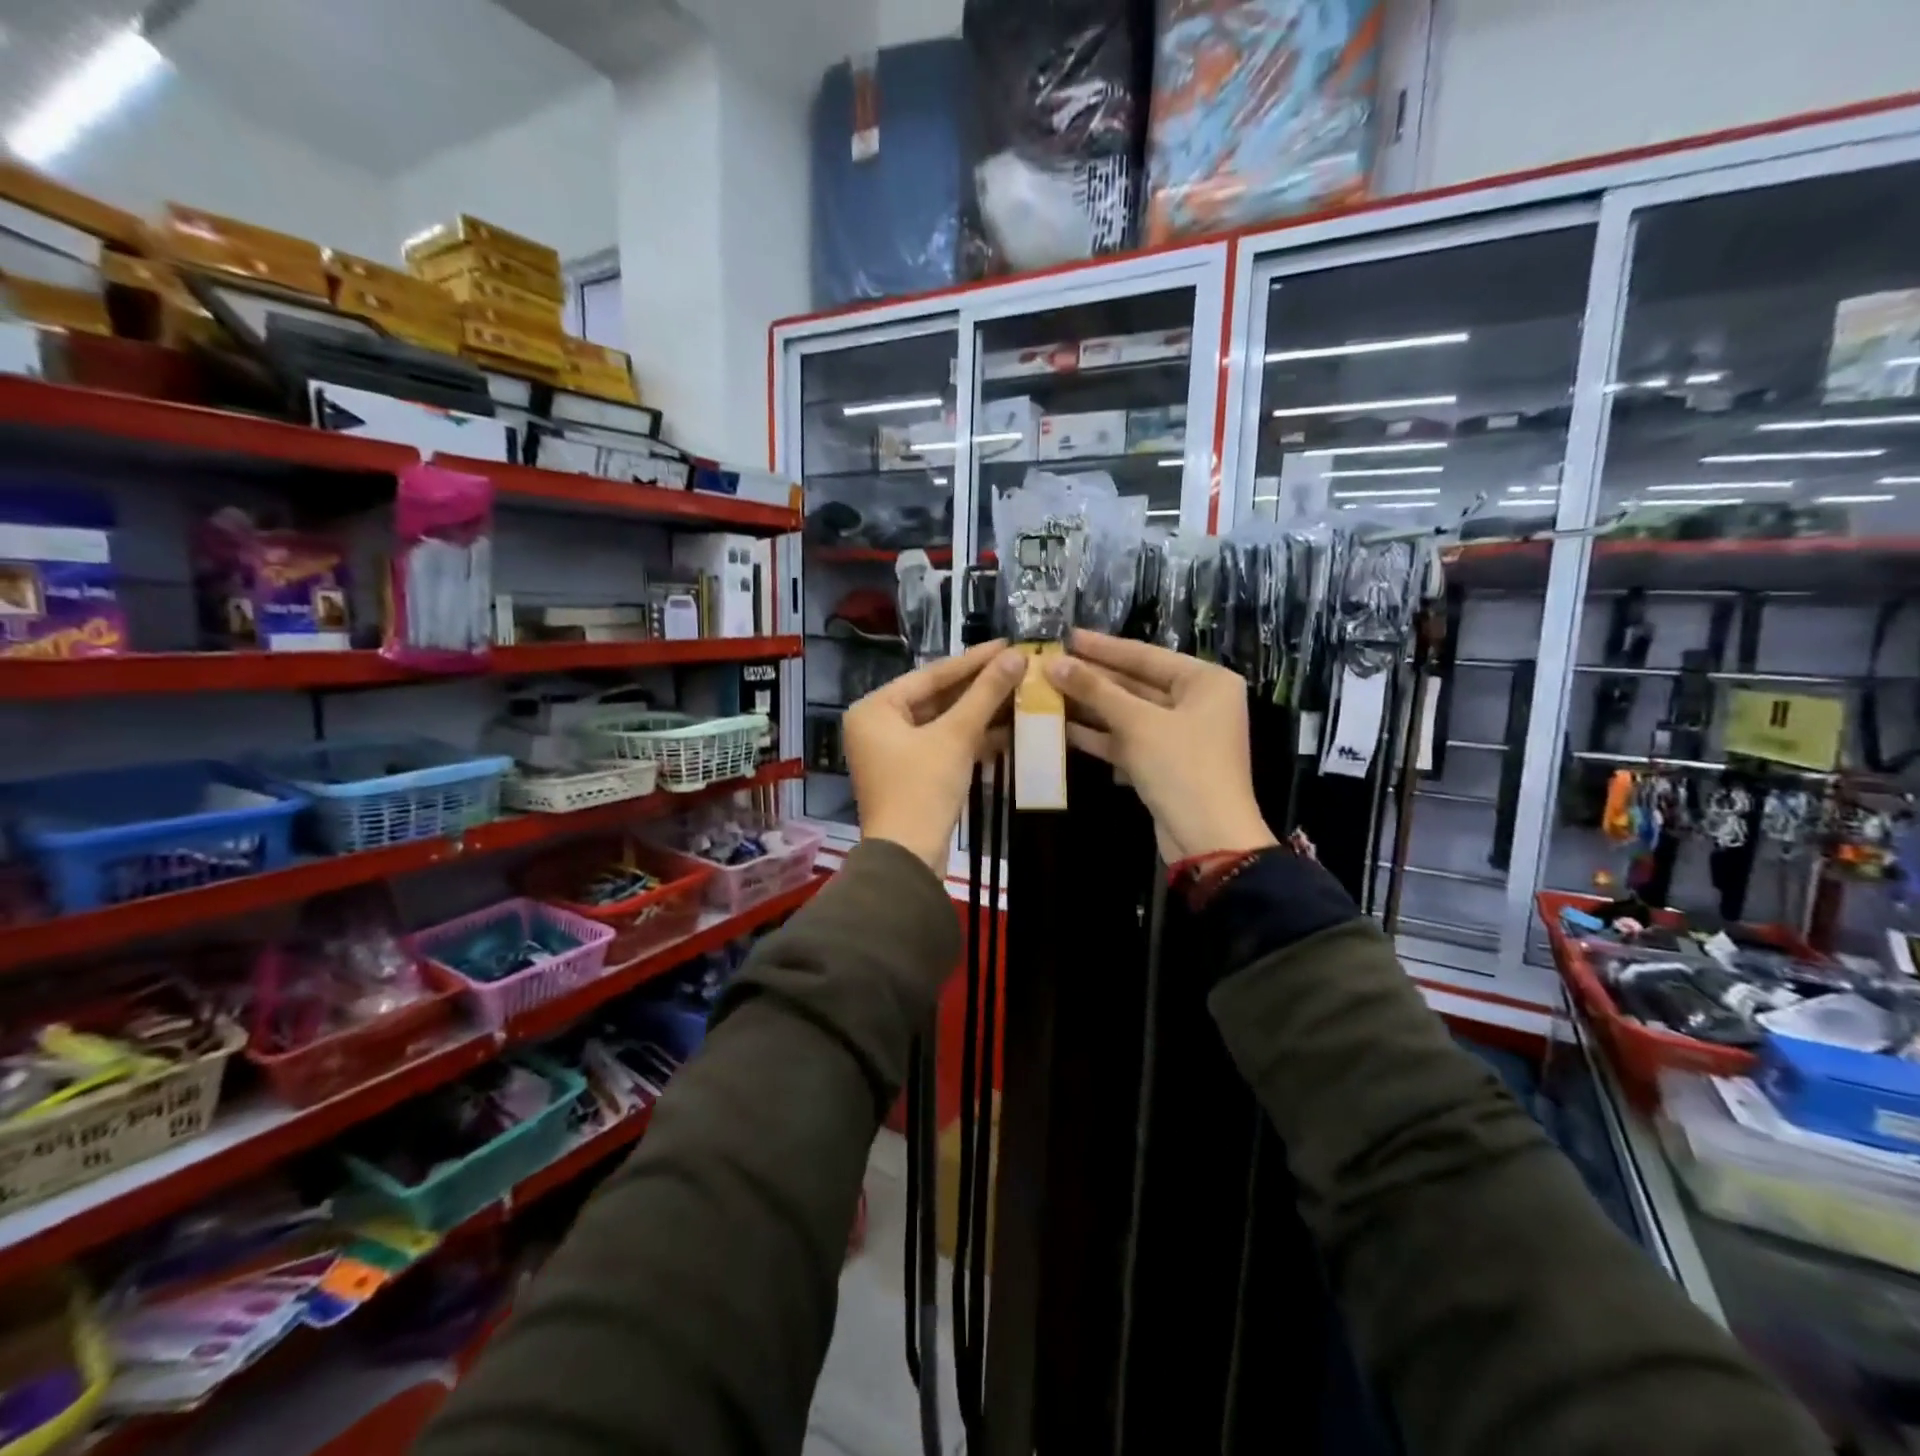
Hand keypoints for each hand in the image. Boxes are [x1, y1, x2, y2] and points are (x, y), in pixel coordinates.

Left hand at [845, 640, 1023, 869]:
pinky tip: (1008, 730)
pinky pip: (943, 745)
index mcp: (875, 708)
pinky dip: (971, 739)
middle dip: (979, 688)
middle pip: (937, 698)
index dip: (973, 660)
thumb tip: (1017, 656)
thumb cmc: (922, 789)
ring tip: (1021, 694)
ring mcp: (893, 752)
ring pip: (943, 723)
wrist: (908, 858)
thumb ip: (985, 694)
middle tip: (1018, 667)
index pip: (931, 675)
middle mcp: (878, 725)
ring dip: (980, 714)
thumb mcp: (956, 736)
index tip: (1008, 644)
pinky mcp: (911, 774)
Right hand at [1044, 630, 1275, 862]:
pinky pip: (1126, 739)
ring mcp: (1178, 735)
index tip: (1065, 635)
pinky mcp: (1161, 763)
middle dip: (1091, 677)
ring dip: (1089, 706)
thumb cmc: (1183, 768)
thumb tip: (1054, 663)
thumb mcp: (1138, 723)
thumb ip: (1096, 690)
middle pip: (1135, 683)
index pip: (1145, 655)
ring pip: (1127, 713)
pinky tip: (1060, 726)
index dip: (1102, 647)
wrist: (1208, 839)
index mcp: (1206, 681)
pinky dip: (1097, 734)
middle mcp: (1196, 702)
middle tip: (1048, 664)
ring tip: (1045, 691)